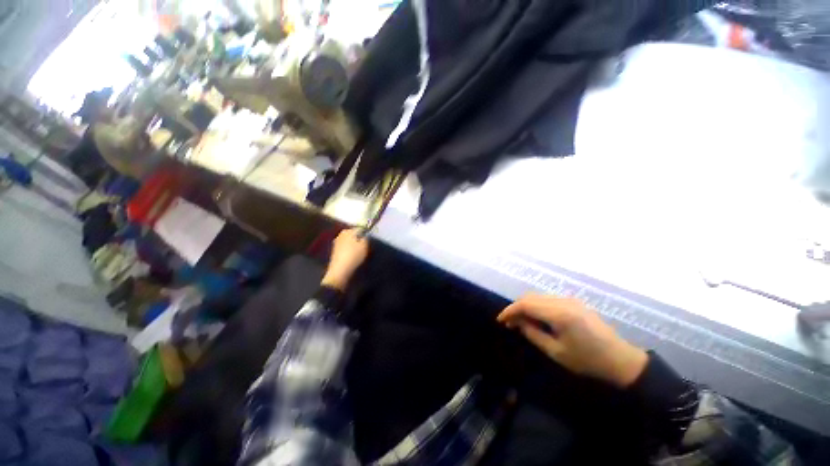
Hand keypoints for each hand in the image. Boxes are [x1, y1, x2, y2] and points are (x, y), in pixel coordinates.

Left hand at [321, 229, 369, 290]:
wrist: (340, 272)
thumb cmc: (353, 256)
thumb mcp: (364, 245)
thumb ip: (367, 238)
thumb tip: (366, 235)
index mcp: (347, 231)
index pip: (361, 229)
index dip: (368, 233)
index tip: (373, 240)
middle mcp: (341, 235)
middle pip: (354, 235)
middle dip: (361, 239)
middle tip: (369, 246)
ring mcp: (337, 244)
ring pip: (350, 242)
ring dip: (356, 246)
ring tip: (363, 252)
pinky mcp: (335, 253)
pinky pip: (347, 249)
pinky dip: (351, 252)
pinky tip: (355, 257)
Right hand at [497, 294, 647, 387]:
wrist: (621, 359)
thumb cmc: (588, 360)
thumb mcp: (556, 352)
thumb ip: (533, 334)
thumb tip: (516, 322)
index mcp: (559, 313)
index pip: (526, 304)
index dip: (510, 310)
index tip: (500, 320)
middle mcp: (563, 301)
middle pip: (530, 297)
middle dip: (516, 308)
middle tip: (509, 323)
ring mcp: (569, 299)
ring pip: (538, 296)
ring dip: (526, 306)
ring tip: (521, 321)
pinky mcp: (574, 302)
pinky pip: (548, 299)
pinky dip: (537, 306)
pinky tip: (536, 318)